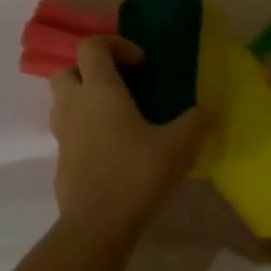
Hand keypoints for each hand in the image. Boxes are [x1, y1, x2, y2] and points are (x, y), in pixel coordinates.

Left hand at [50, 36, 214, 239]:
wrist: (96, 225)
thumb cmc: (135, 173)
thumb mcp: (179, 145)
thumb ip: (196, 122)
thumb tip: (209, 111)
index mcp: (99, 89)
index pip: (92, 46)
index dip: (115, 45)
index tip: (140, 64)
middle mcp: (75, 104)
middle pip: (68, 70)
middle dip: (92, 71)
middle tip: (121, 86)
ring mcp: (63, 134)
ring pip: (64, 101)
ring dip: (85, 99)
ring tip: (117, 116)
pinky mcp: (60, 161)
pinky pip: (69, 132)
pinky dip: (85, 130)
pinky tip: (113, 150)